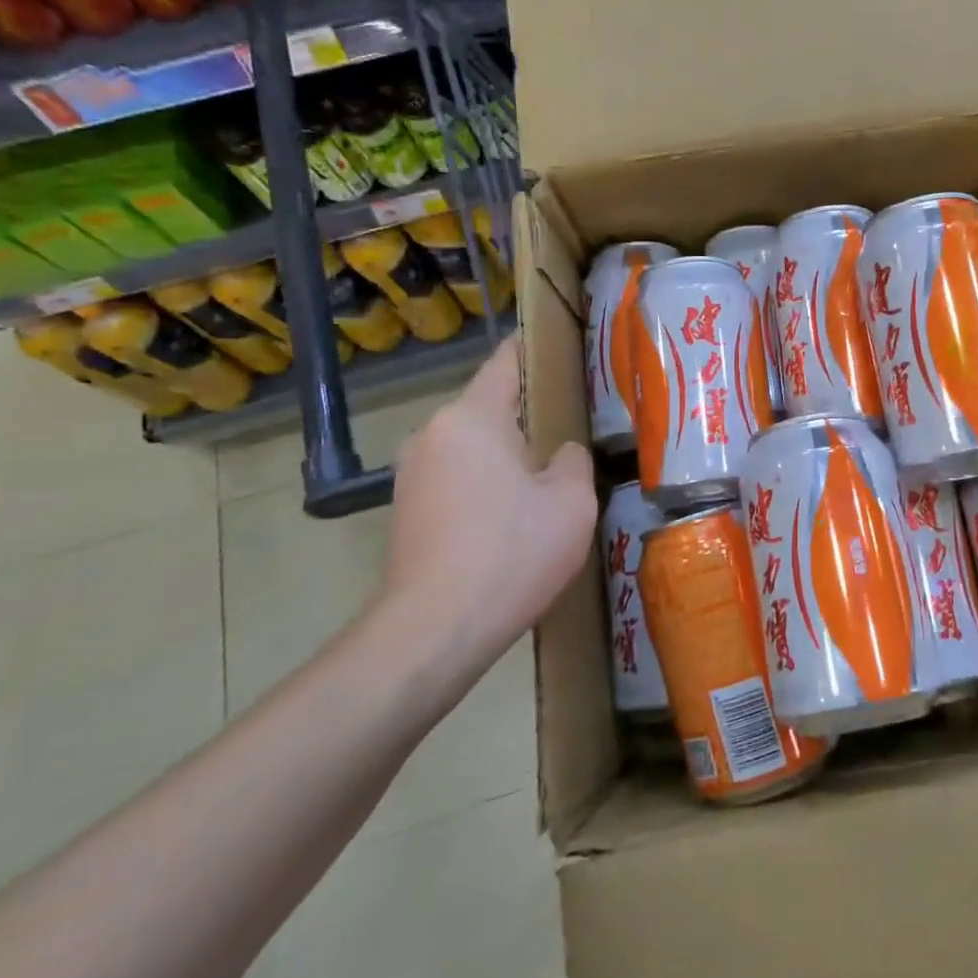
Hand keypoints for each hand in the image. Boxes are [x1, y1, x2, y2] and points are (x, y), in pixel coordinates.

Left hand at [373, 336, 596, 706]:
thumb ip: (572, 459)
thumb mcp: (571, 501)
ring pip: (473, 446)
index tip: (564, 348)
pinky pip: (456, 477)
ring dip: (505, 456)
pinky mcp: (404, 509)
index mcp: (472, 417)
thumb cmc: (512, 552)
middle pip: (490, 408)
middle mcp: (433, 433)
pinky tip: (510, 518)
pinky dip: (484, 485)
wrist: (435, 629)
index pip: (506, 362)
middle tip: (572, 433)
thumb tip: (559, 452)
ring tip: (544, 482)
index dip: (536, 350)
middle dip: (528, 416)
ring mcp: (411, 472)